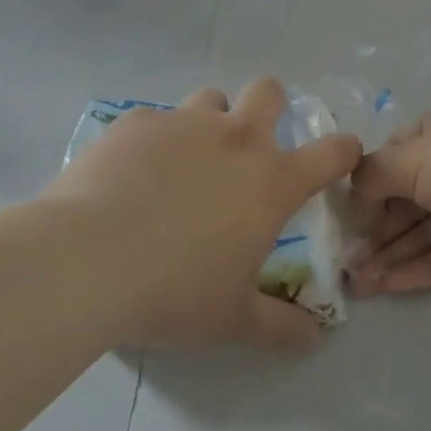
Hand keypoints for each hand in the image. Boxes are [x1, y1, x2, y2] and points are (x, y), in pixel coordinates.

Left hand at [48, 80, 360, 348]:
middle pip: (269, 92)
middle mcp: (235, 139)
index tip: (340, 157)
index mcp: (271, 180)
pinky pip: (154, 119)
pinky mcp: (135, 123)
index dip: (343, 150)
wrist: (86, 261)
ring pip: (211, 99)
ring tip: (186, 159)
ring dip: (210, 121)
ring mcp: (183, 124)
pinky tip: (131, 174)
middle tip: (252, 144)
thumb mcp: (231, 319)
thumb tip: (315, 338)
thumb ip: (280, 325)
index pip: (331, 152)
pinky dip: (153, 139)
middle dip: (271, 107)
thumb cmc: (173, 292)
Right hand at [346, 99, 430, 294]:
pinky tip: (389, 286)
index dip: (368, 185)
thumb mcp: (413, 158)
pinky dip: (420, 268)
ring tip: (357, 284)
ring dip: (393, 254)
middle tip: (344, 263)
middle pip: (409, 197)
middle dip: (376, 229)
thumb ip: (373, 175)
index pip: (396, 154)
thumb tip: (355, 198)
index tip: (344, 218)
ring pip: (428, 230)